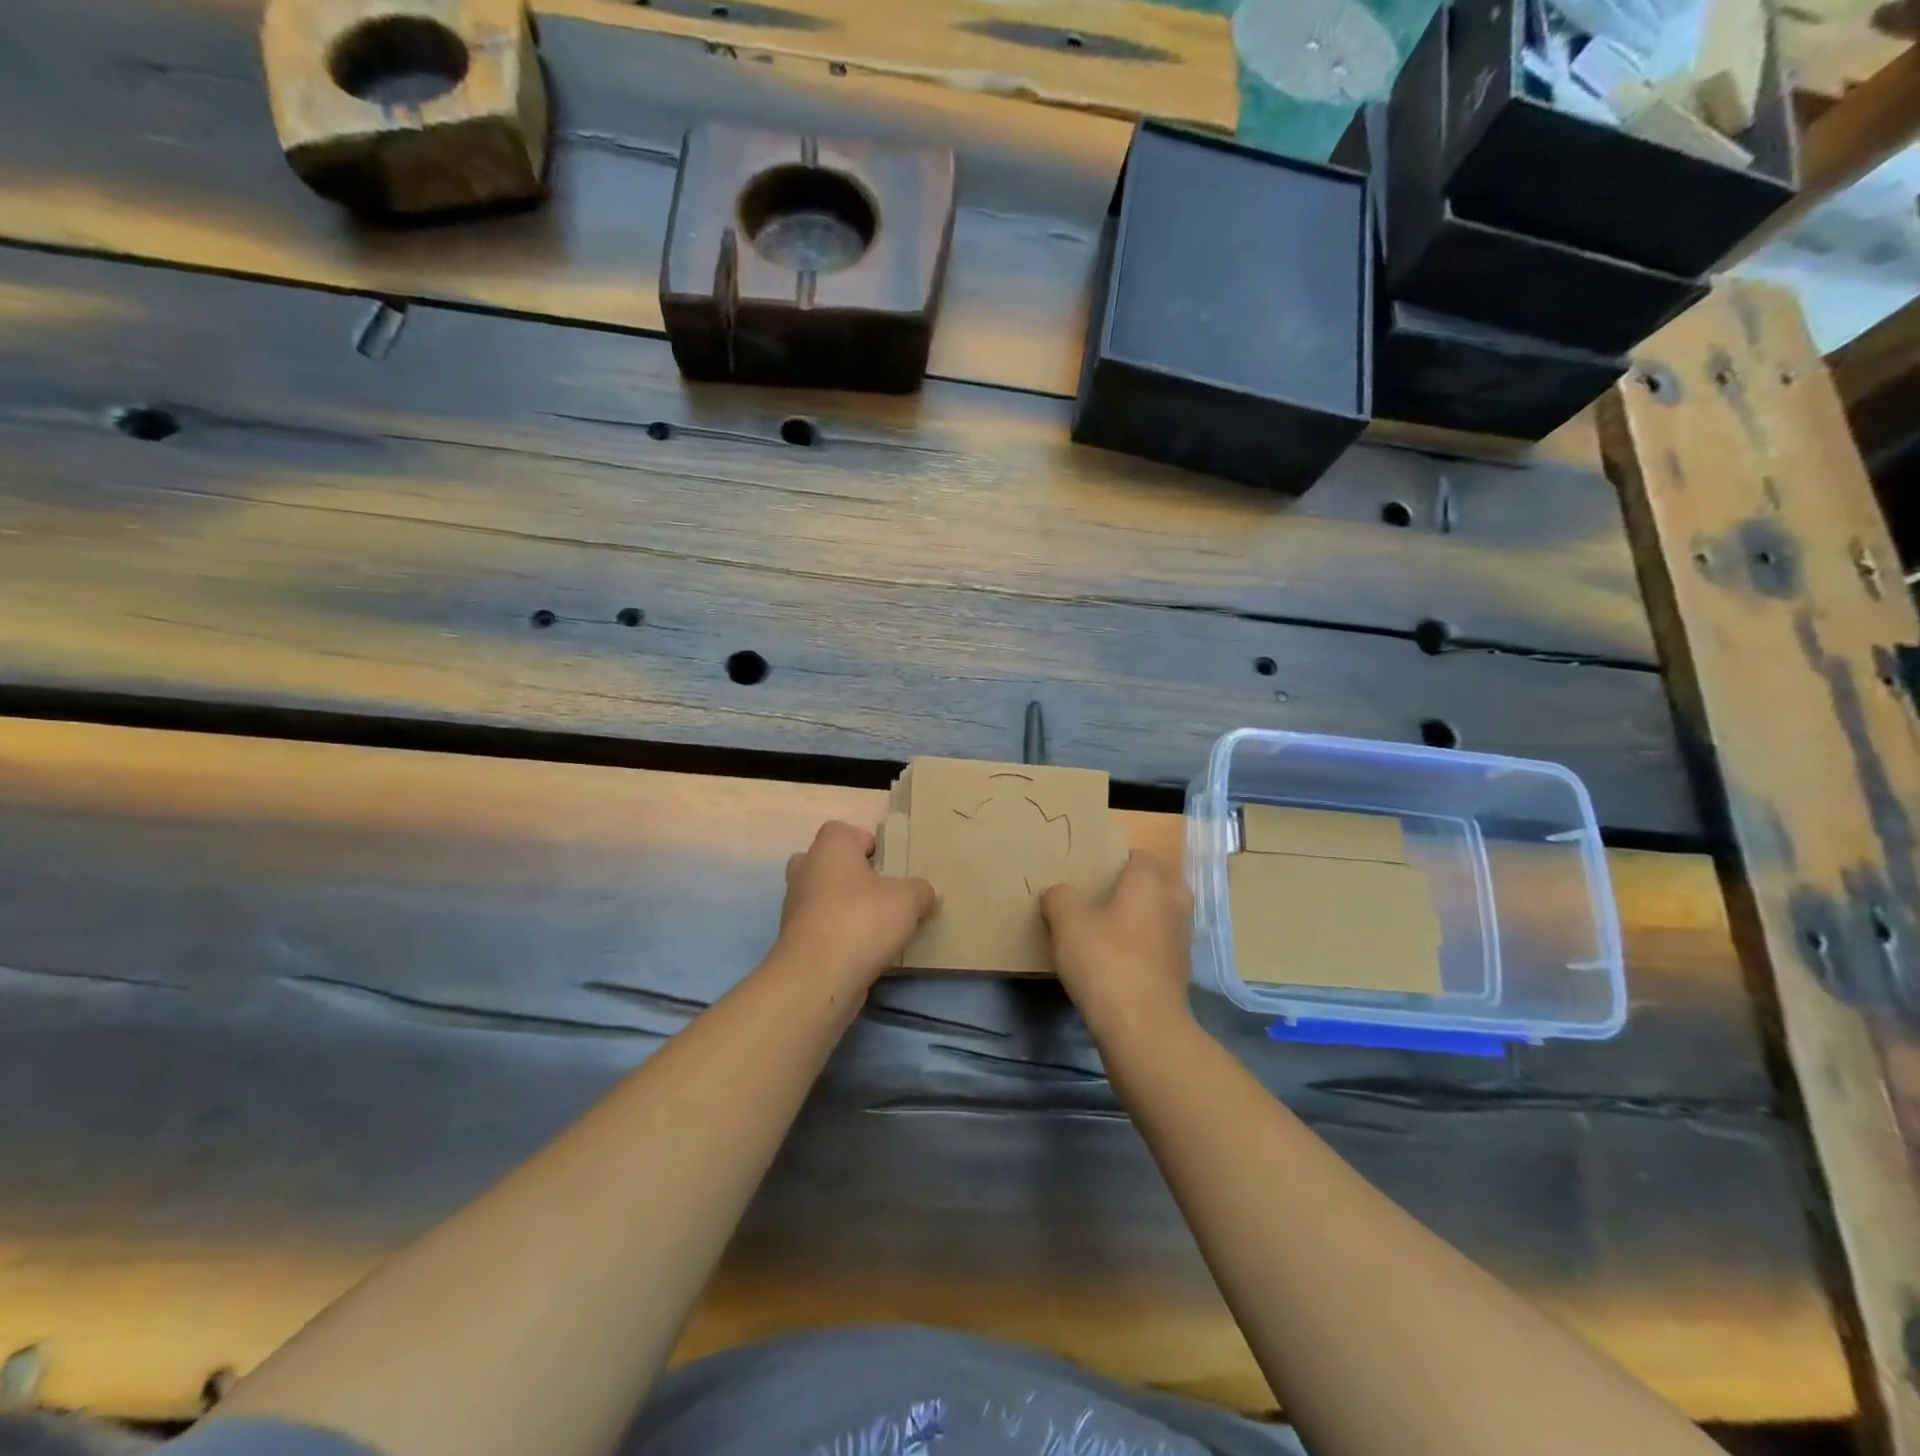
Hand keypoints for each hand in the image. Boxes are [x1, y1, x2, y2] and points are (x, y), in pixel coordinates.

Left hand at [774, 820, 936, 990]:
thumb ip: (921, 890)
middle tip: (882, 893)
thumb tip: (926, 893)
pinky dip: (838, 934)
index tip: (890, 866)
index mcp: (829, 847)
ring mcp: (794, 906)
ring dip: (846, 907)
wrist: (817, 978)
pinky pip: (821, 926)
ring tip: (878, 927)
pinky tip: (863, 951)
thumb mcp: (909, 899)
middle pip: (830, 863)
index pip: (845, 831)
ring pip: (824, 896)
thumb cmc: (862, 921)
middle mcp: (805, 869)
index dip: (868, 844)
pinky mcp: (793, 940)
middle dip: (854, 875)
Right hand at [1042, 851, 1194, 1043]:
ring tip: (1108, 924)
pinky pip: (1160, 942)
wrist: (1143, 1027)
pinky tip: (1117, 956)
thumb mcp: (1067, 923)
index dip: (1118, 858)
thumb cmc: (1106, 961)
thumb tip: (1058, 892)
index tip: (1093, 868)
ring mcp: (1181, 939)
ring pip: (1162, 913)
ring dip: (1142, 915)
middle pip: (1158, 881)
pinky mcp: (1179, 970)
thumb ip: (1059, 898)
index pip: (1141, 855)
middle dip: (1136, 884)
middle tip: (1102, 893)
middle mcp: (1173, 903)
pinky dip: (1144, 943)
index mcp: (1150, 881)